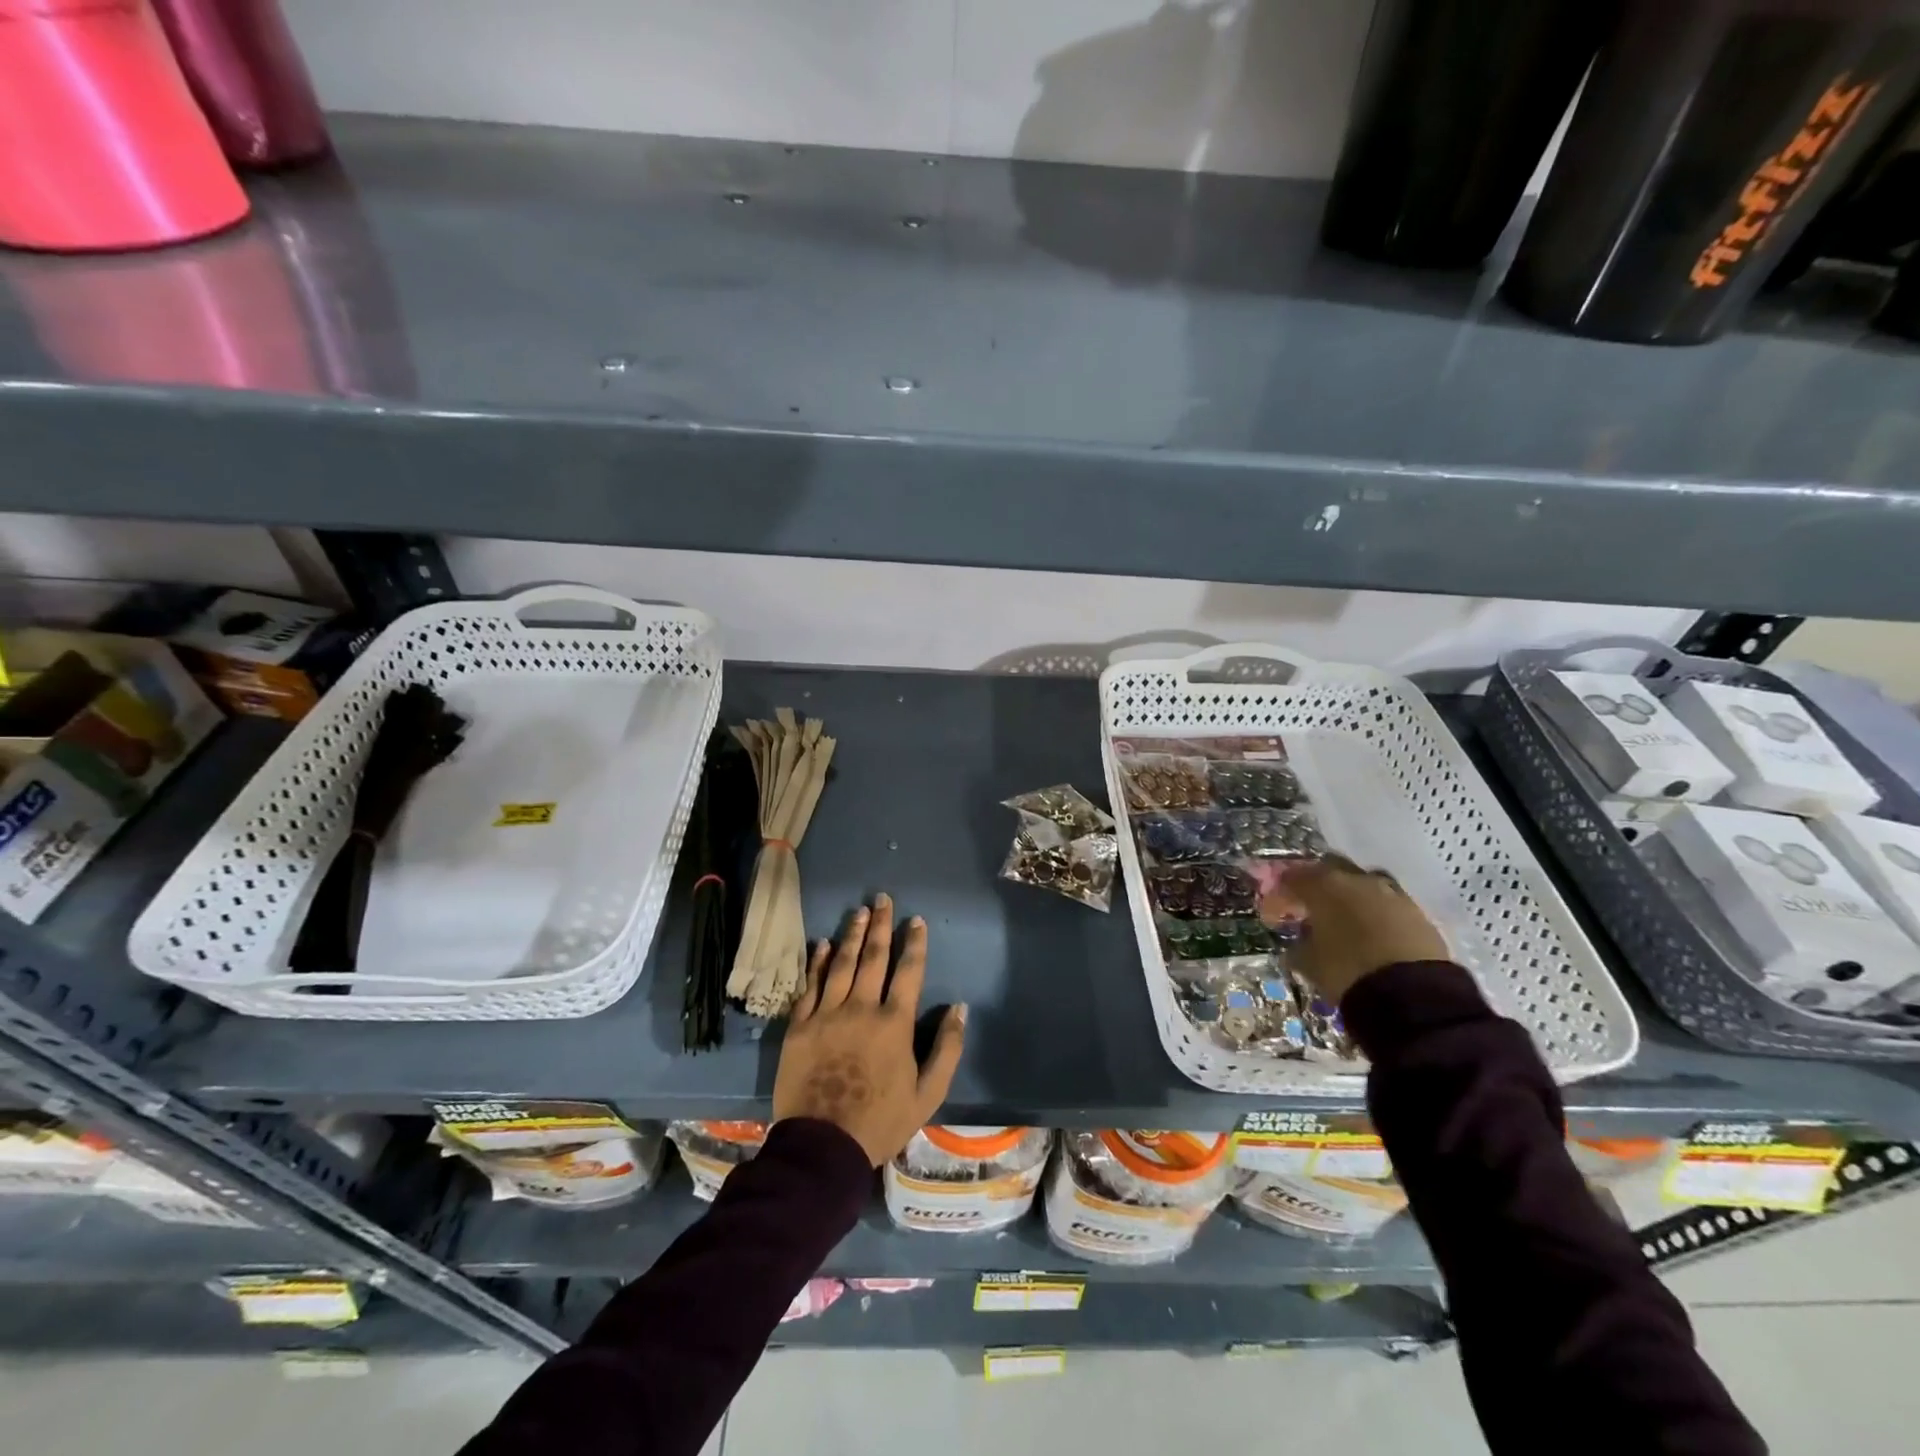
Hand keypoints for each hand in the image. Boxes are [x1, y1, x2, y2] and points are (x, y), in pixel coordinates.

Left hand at [772, 893, 967, 1166]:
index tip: (915, 920)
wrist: (823, 1145)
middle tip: (882, 899)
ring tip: (859, 911)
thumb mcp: (928, 1093)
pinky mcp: (800, 1025)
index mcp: (894, 1023)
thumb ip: (947, 1048)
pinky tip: (823, 944)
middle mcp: (861, 1008)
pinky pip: (810, 985)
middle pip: (873, 957)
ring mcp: (827, 1014)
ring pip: (841, 964)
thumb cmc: (880, 1121)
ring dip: (851, 934)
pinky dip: (818, 962)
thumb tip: (959, 1008)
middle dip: (880, 926)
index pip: (908, 971)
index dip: (914, 943)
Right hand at [1259, 856, 1447, 1006]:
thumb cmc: (1347, 971)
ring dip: (1352, 897)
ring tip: (1346, 921)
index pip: (1293, 877)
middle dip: (1318, 885)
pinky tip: (1374, 934)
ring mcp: (1392, 894)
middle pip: (1331, 869)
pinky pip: (1389, 905)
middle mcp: (1358, 880)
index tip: (1276, 908)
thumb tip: (1296, 943)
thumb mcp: (1309, 963)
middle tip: (1311, 907)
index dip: (1281, 892)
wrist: (1413, 995)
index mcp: (1324, 886)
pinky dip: (1377, 914)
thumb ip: (1298, 945)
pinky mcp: (1419, 913)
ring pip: (1364, 885)